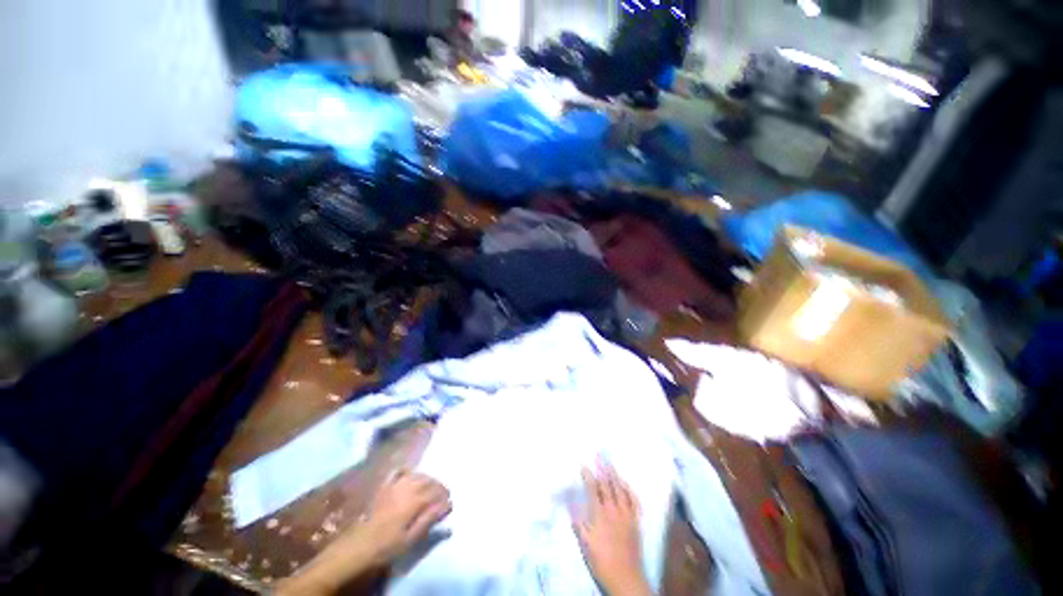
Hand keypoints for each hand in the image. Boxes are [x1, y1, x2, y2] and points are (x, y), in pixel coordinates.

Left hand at [276, 470, 450, 595]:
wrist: (356, 549)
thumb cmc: (386, 547)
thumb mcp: (411, 538)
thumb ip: (430, 519)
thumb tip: (448, 503)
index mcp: (413, 500)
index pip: (435, 491)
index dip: (445, 494)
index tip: (450, 500)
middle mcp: (405, 487)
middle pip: (427, 480)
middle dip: (438, 485)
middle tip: (443, 494)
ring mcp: (393, 486)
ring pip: (415, 474)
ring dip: (426, 478)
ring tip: (430, 486)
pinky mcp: (383, 488)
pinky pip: (397, 472)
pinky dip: (406, 470)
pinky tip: (410, 474)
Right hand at [574, 463, 652, 595]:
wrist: (624, 576)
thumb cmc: (601, 560)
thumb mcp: (584, 542)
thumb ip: (578, 521)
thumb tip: (570, 502)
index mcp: (599, 514)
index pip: (592, 489)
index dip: (588, 476)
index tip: (583, 464)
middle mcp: (613, 510)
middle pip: (607, 485)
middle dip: (602, 469)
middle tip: (599, 455)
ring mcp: (626, 514)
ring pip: (620, 489)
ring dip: (615, 475)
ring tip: (610, 463)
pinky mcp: (635, 521)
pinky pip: (634, 501)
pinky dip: (629, 490)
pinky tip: (626, 484)